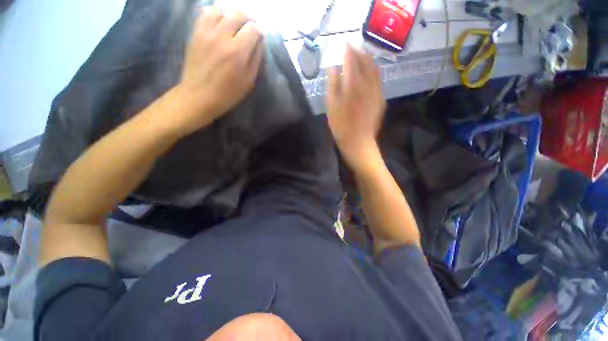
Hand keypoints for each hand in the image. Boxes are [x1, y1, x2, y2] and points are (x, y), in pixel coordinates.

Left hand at [173, 8, 263, 134]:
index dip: (259, 31)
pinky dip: (215, 13)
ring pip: (221, 10)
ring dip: (232, 14)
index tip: (261, 36)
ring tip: (236, 22)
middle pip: (238, 15)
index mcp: (237, 52)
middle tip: (252, 26)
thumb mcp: (249, 81)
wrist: (199, 95)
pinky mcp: (196, 33)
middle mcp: (222, 37)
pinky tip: (220, 19)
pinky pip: (205, 14)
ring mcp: (206, 32)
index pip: (253, 29)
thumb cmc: (228, 93)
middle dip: (248, 18)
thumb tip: (259, 42)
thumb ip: (256, 59)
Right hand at [327, 45, 385, 173]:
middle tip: (353, 47)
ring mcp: (376, 92)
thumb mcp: (331, 107)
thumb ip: (332, 85)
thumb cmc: (341, 127)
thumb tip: (333, 68)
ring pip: (374, 69)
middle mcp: (367, 85)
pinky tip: (370, 71)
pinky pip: (378, 80)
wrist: (358, 142)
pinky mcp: (380, 99)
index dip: (348, 51)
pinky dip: (374, 71)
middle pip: (365, 62)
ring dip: (368, 59)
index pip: (351, 61)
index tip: (344, 44)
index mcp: (352, 86)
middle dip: (359, 52)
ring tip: (363, 54)